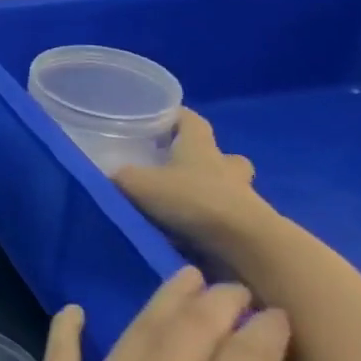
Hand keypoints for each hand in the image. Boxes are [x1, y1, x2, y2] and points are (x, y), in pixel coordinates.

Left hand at [1, 268, 291, 360]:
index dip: (264, 336)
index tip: (274, 312)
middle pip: (192, 333)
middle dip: (216, 303)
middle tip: (229, 283)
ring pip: (138, 330)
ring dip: (163, 301)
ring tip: (181, 277)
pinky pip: (63, 351)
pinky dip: (70, 328)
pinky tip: (76, 311)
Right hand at [114, 109, 276, 258]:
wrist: (246, 245)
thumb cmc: (192, 200)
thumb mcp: (139, 185)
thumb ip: (121, 176)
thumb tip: (108, 174)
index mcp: (200, 147)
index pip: (192, 120)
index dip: (177, 115)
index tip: (161, 116)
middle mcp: (225, 166)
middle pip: (221, 154)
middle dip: (205, 157)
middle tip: (180, 164)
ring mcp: (244, 197)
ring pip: (231, 185)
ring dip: (214, 190)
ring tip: (187, 201)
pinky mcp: (252, 227)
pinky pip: (231, 215)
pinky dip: (215, 219)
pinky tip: (195, 230)